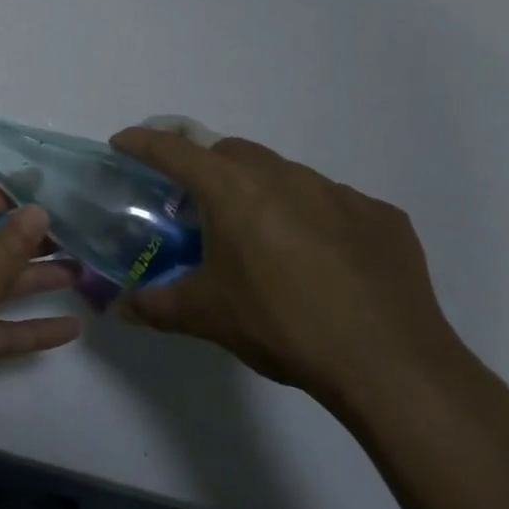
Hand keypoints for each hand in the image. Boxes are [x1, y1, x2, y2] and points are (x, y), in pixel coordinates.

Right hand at [108, 128, 467, 418]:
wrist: (392, 366)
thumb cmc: (282, 326)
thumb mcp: (206, 316)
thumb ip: (154, 306)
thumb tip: (116, 309)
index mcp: (233, 191)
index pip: (174, 150)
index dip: (142, 143)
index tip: (123, 143)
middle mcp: (284, 176)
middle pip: (230, 152)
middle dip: (204, 165)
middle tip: (195, 201)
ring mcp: (339, 193)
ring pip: (284, 173)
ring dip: (260, 189)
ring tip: (259, 234)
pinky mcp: (381, 217)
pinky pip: (333, 203)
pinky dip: (312, 216)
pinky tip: (319, 258)